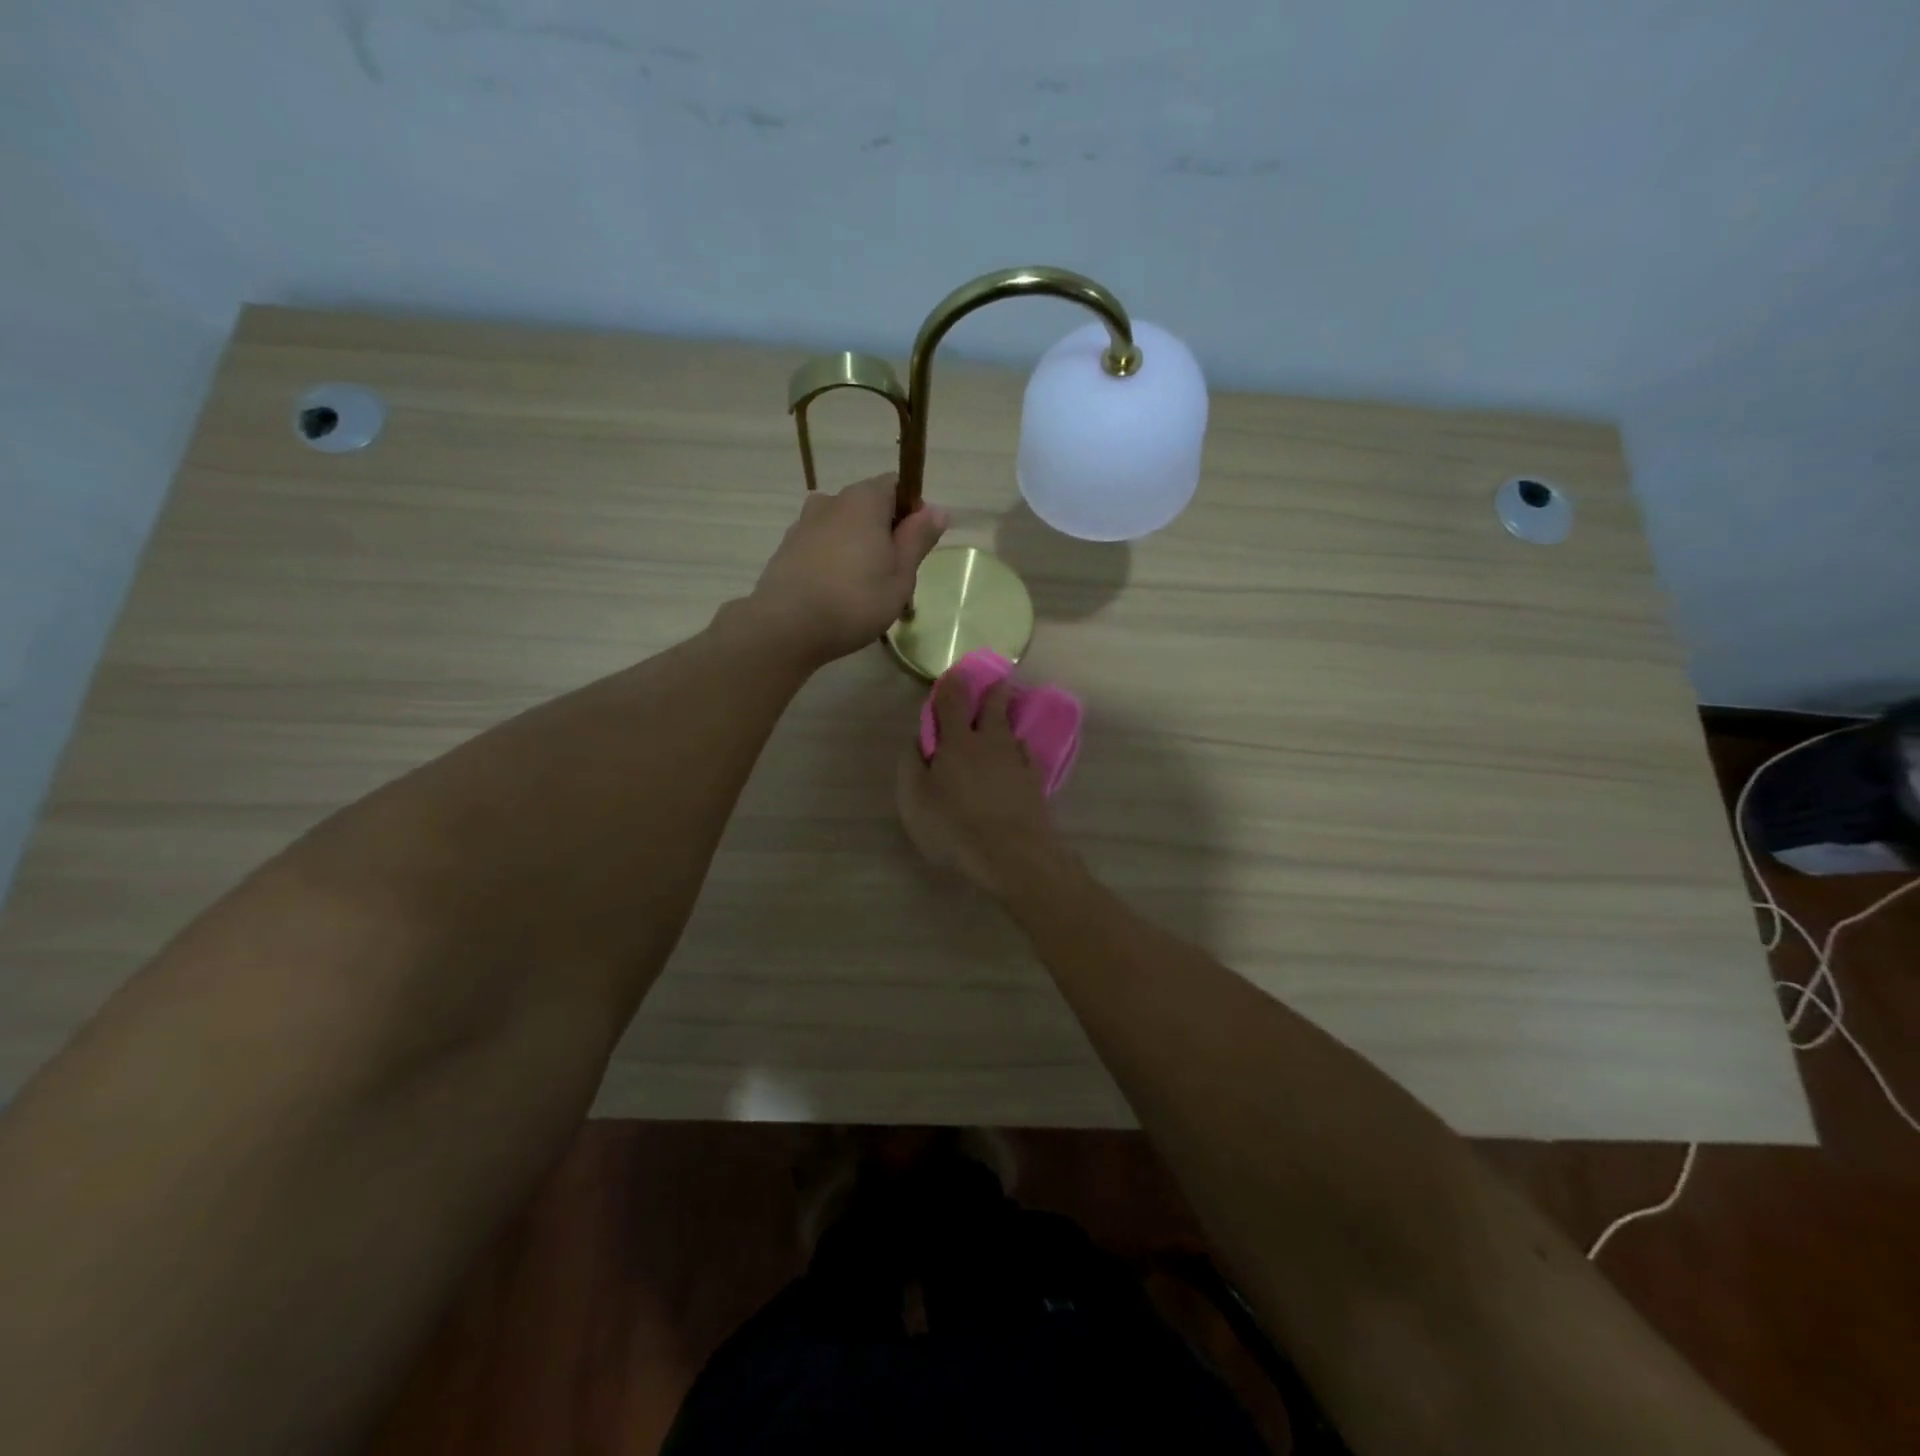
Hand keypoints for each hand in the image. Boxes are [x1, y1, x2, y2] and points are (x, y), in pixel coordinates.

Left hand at [748, 475, 947, 665]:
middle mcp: (831, 501)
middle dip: (883, 532)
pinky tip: (835, 594)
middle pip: (867, 506)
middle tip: (893, 574)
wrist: (786, 626)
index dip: (911, 510)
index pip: (895, 485)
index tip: (915, 545)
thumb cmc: (855, 601)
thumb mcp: (901, 575)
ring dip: (856, 547)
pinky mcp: (786, 548)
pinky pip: (820, 546)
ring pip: (842, 527)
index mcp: (863, 500)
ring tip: (862, 588)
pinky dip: (832, 561)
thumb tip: (938, 510)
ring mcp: (803, 524)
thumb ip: (918, 539)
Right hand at [896, 677, 1062, 899]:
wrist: (1012, 854)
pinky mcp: (1035, 784)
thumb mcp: (915, 799)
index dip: (951, 685)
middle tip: (999, 682)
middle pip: (994, 709)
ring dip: (1008, 722)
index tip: (954, 673)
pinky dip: (1020, 752)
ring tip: (1006, 721)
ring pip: (1012, 733)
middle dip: (994, 693)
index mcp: (958, 742)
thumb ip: (913, 765)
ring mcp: (1017, 763)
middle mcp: (990, 744)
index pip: (953, 702)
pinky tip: (1020, 757)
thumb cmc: (953, 826)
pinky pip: (1026, 758)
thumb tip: (917, 740)